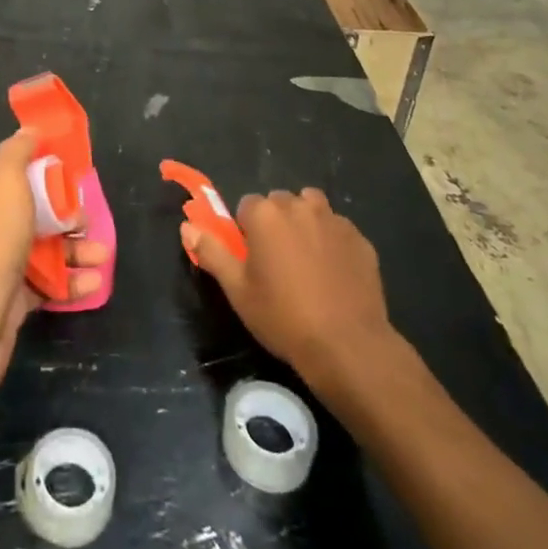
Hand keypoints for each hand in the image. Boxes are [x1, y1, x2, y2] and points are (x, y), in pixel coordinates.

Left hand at [0, 131, 108, 408]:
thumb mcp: (3, 182)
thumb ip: (17, 153)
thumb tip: (30, 128)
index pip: (20, 174)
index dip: (48, 172)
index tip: (77, 176)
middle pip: (37, 213)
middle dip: (68, 216)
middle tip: (89, 223)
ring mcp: (0, 267)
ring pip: (46, 251)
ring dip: (77, 251)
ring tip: (103, 257)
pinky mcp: (12, 303)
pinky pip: (48, 287)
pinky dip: (71, 284)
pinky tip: (93, 285)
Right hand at [183, 188, 403, 390]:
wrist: (348, 345)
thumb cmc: (284, 317)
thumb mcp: (238, 290)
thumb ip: (212, 252)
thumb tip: (187, 226)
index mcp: (265, 214)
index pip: (247, 206)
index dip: (247, 231)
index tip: (252, 259)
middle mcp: (299, 206)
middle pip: (280, 203)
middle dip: (276, 223)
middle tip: (278, 263)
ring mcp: (333, 220)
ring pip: (312, 208)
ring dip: (305, 223)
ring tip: (306, 261)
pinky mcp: (360, 238)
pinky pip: (338, 229)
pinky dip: (332, 242)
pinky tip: (334, 274)